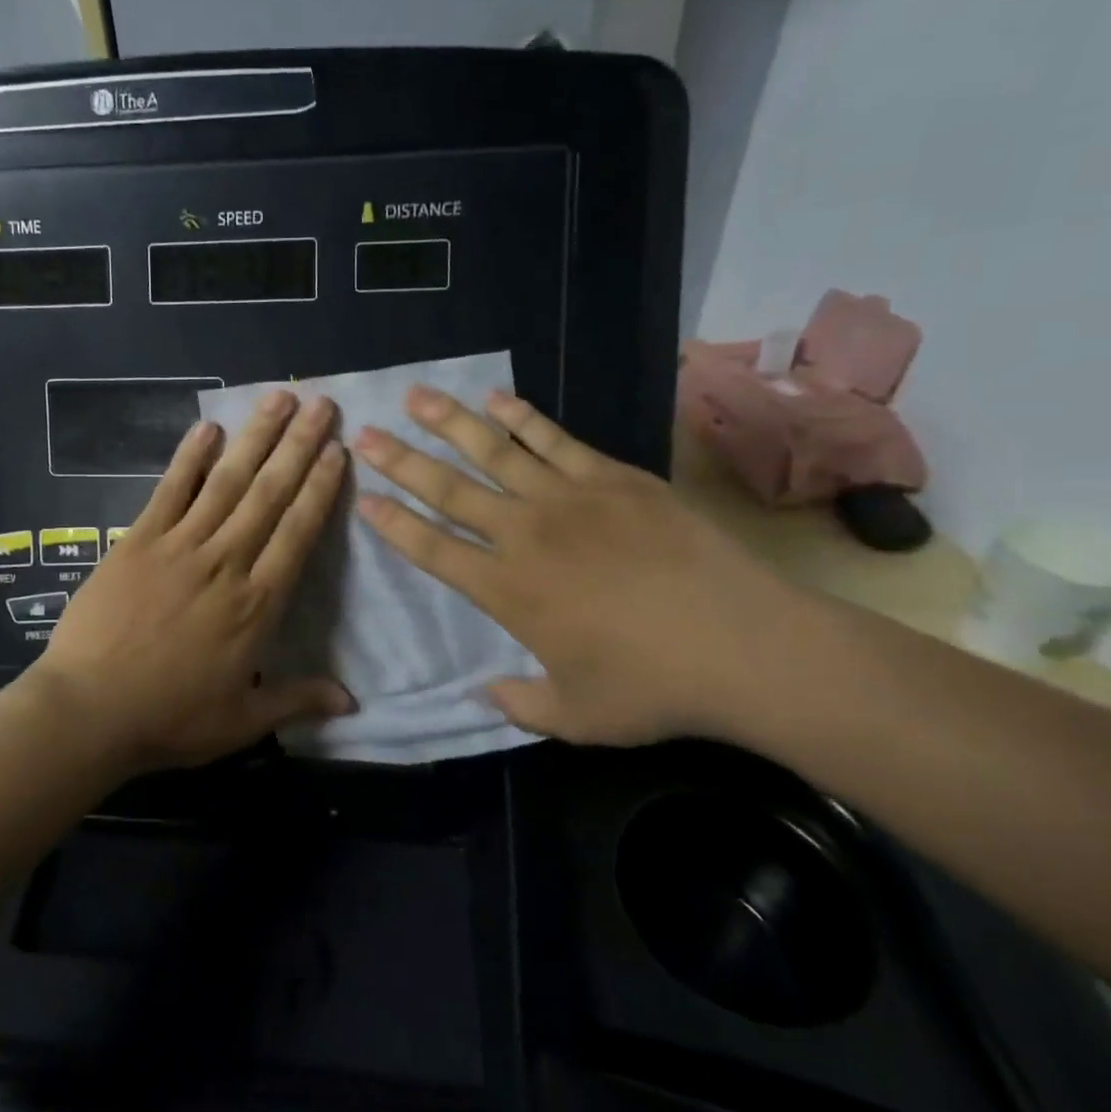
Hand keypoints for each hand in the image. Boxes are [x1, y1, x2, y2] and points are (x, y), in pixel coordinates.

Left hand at [28, 391, 354, 772]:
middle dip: (299, 446)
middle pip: (269, 494)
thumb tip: (353, 701)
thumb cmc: (169, 718)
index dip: (320, 489)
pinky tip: (207, 427)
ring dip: (255, 437)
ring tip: (279, 399)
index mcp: (256, 604)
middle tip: (323, 404)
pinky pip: (169, 490)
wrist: (88, 711)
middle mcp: (225, 562)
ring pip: (226, 482)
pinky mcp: (138, 541)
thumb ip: (297, 700)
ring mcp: (179, 546)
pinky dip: (189, 458)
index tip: (338, 451)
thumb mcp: (241, 721)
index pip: (298, 533)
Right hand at [351, 386, 832, 747]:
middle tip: (366, 432)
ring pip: (494, 451)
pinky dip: (521, 418)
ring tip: (416, 395)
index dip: (394, 524)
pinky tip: (496, 399)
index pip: (432, 549)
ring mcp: (570, 498)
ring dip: (450, 422)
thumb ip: (520, 705)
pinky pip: (554, 440)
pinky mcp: (614, 478)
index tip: (365, 499)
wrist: (745, 645)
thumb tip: (483, 692)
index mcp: (507, 590)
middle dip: (402, 461)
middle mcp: (525, 534)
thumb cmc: (653, 687)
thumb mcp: (577, 716)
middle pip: (449, 489)